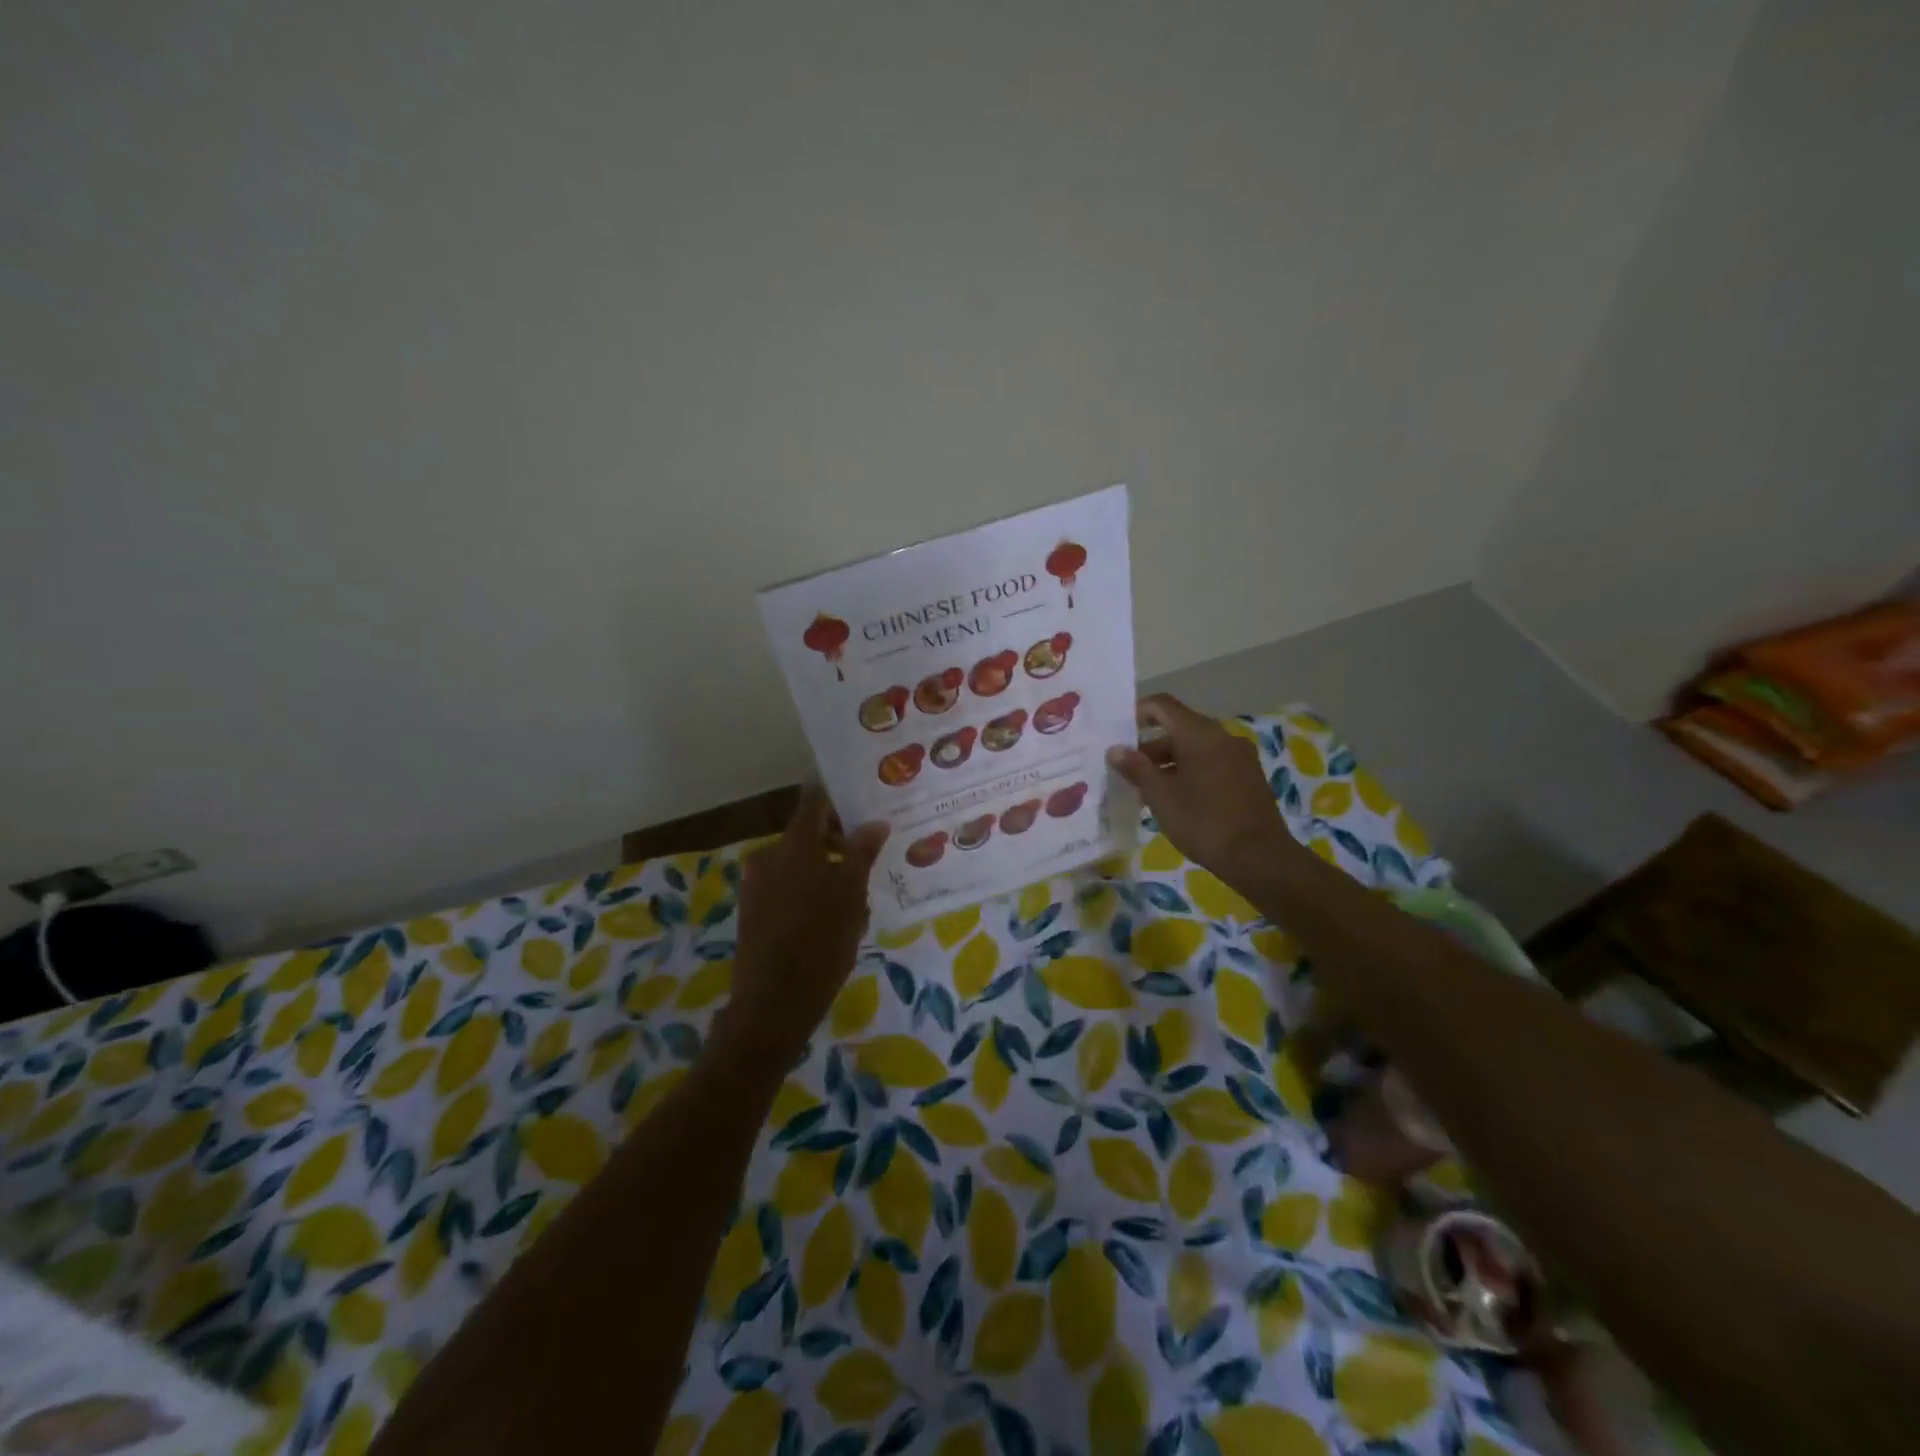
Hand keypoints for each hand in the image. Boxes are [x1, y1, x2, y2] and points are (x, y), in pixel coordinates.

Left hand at [715, 788, 888, 1061]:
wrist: (772, 1002)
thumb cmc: (820, 942)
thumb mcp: (852, 895)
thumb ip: (862, 853)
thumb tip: (874, 823)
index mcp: (794, 844)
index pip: (814, 801)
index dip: (838, 798)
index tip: (863, 802)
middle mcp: (769, 855)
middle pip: (807, 834)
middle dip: (838, 842)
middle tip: (869, 859)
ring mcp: (756, 883)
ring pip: (798, 863)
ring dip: (824, 870)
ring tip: (855, 897)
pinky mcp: (752, 909)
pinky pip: (785, 885)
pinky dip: (807, 889)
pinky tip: (830, 917)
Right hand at [1107, 693, 1298, 892]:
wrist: (1260, 858)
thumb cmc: (1203, 822)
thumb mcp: (1161, 797)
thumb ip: (1137, 768)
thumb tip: (1116, 750)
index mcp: (1200, 734)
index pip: (1163, 705)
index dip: (1138, 713)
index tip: (1119, 734)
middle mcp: (1222, 736)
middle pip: (1179, 727)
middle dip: (1150, 746)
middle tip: (1128, 771)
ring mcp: (1240, 756)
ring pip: (1196, 747)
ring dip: (1169, 762)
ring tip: (1148, 791)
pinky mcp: (1249, 776)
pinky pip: (1212, 762)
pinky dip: (1190, 771)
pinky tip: (1177, 799)